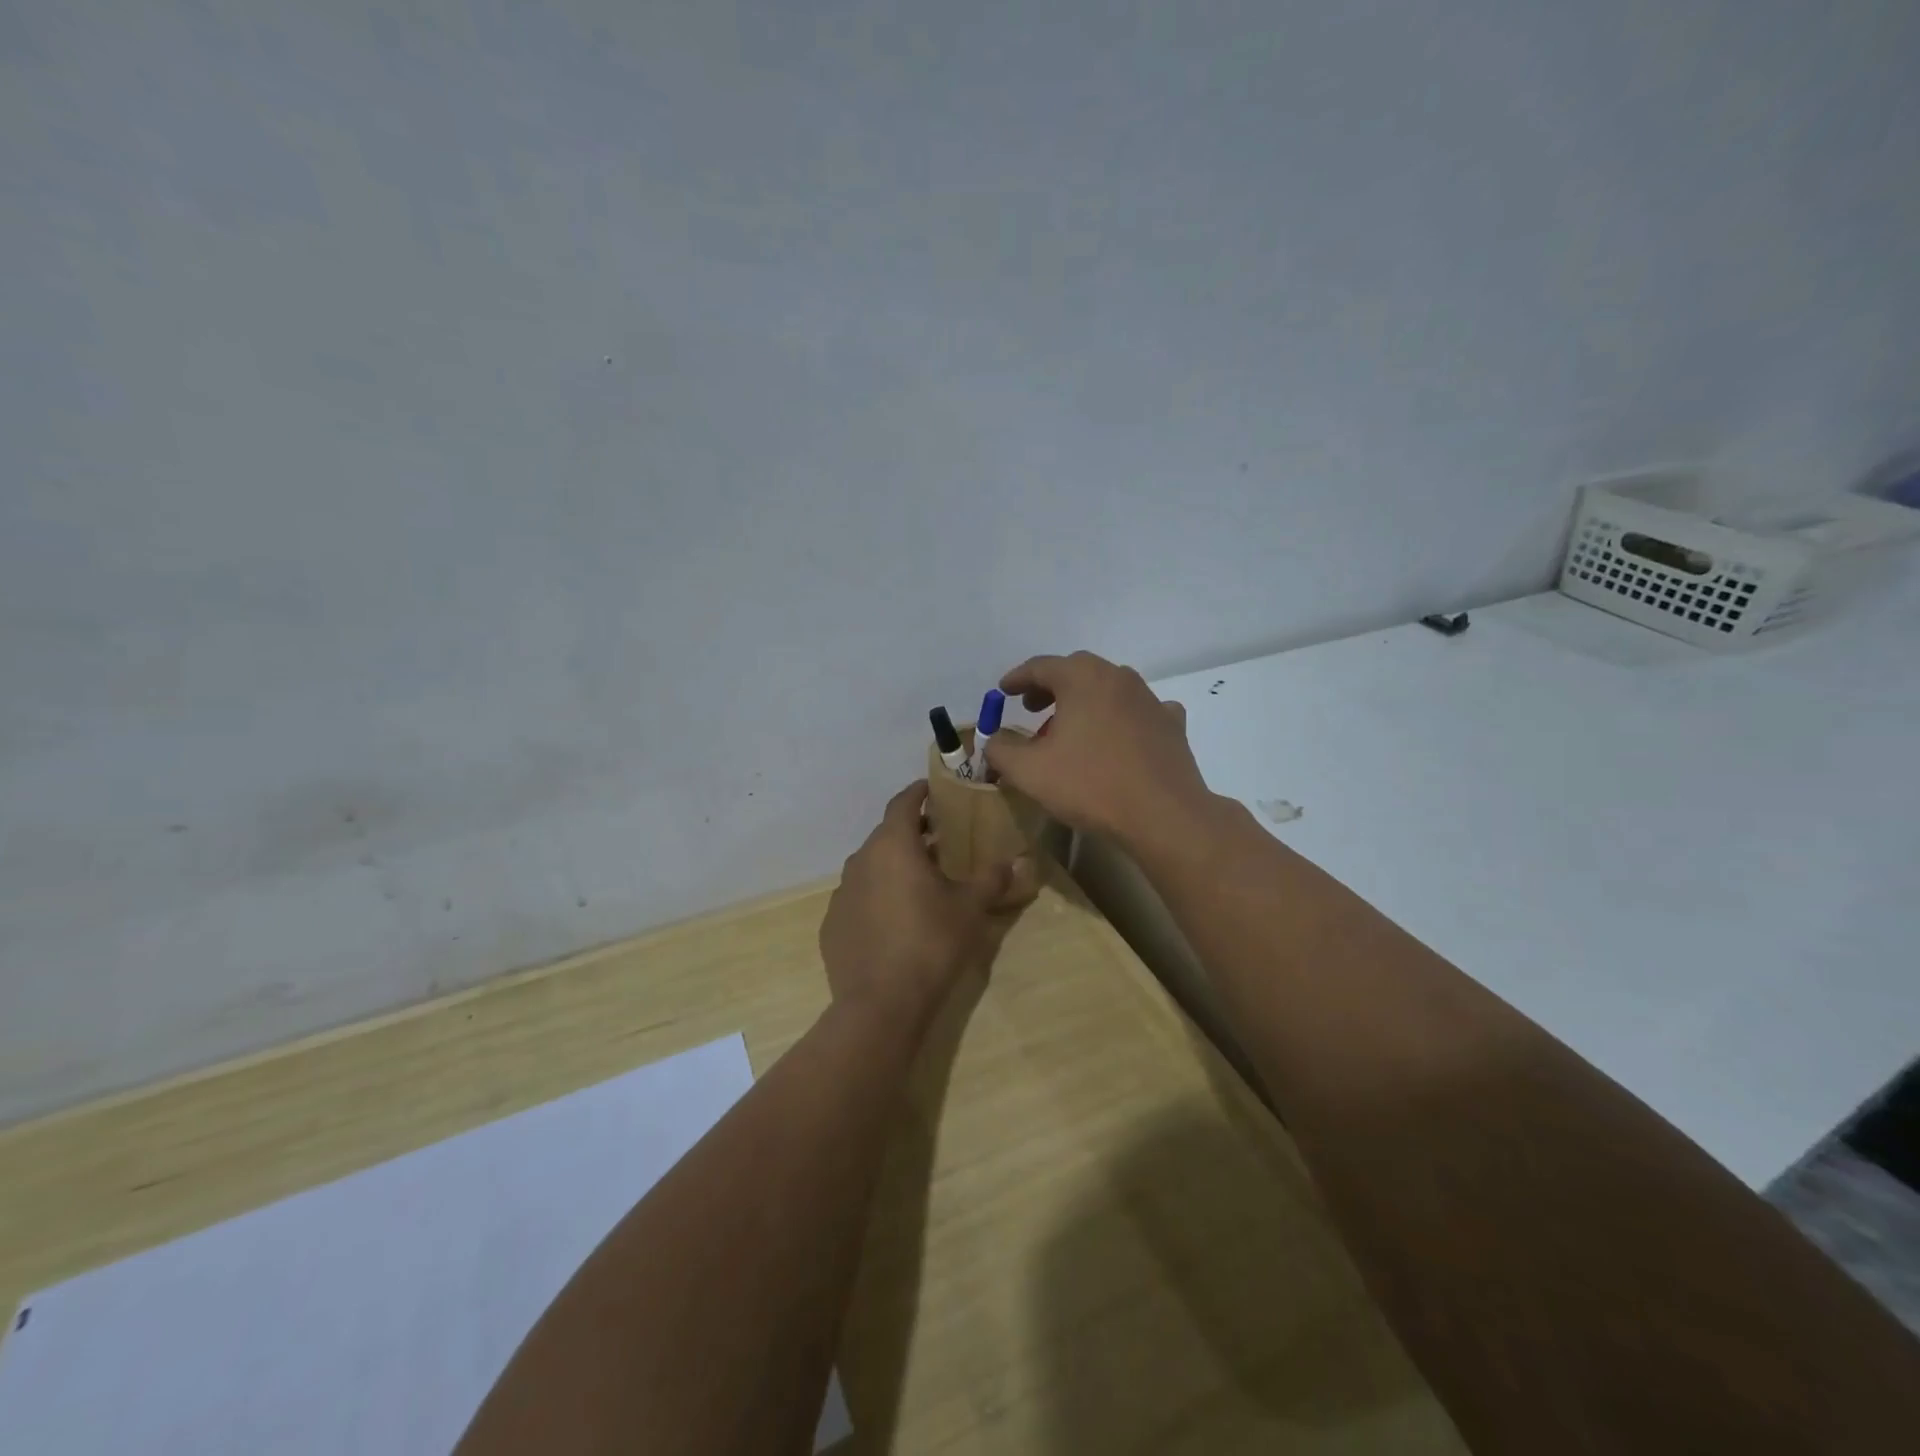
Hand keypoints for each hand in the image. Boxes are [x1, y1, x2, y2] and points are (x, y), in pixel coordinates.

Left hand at [819, 781, 1039, 1034]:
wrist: (880, 1005)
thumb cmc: (930, 944)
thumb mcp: (971, 909)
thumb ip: (992, 879)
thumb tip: (1017, 861)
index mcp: (893, 845)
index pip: (903, 802)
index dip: (919, 792)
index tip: (933, 789)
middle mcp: (861, 860)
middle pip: (887, 834)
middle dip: (912, 833)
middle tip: (940, 842)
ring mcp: (842, 893)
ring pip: (871, 866)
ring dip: (894, 866)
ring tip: (920, 882)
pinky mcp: (832, 924)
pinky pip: (859, 897)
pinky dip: (877, 896)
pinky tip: (895, 920)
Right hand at [984, 651, 1212, 848]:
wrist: (1163, 815)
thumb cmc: (1090, 785)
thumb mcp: (1029, 771)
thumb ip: (1001, 750)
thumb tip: (993, 741)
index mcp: (1082, 678)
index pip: (1040, 666)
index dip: (1017, 678)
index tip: (1002, 692)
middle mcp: (1118, 677)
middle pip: (1077, 671)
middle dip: (1050, 687)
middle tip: (1032, 709)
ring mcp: (1150, 699)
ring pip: (1108, 689)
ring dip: (1085, 702)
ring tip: (1070, 730)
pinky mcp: (1171, 724)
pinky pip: (1139, 711)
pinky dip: (1122, 717)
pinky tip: (1118, 737)